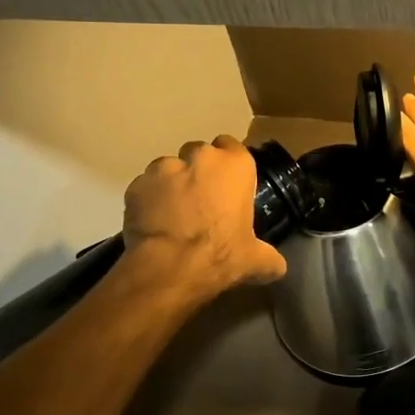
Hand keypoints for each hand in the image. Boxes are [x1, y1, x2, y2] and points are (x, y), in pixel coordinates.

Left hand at [122, 136, 287, 298]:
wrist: (169, 268)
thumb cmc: (220, 255)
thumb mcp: (255, 260)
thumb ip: (269, 258)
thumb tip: (277, 267)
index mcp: (235, 166)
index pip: (233, 147)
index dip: (229, 165)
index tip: (227, 185)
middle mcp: (200, 157)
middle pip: (199, 153)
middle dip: (199, 171)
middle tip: (201, 200)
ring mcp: (164, 167)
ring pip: (169, 167)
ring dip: (172, 183)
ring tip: (173, 213)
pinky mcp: (136, 184)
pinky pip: (145, 187)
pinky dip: (148, 199)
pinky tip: (152, 222)